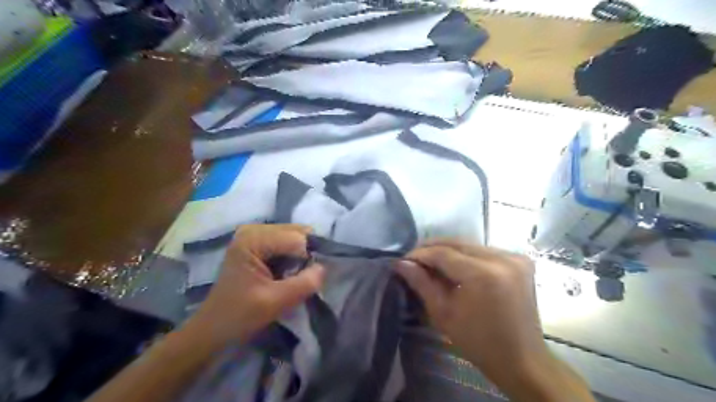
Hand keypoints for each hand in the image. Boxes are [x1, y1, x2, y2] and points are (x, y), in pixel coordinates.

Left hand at [182, 224, 326, 349]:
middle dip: (306, 255)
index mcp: (253, 238)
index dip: (309, 259)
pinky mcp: (258, 244)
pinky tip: (287, 273)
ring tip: (294, 277)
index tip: (310, 279)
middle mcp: (254, 229)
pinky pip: (287, 244)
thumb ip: (304, 283)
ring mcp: (255, 235)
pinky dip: (294, 258)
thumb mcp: (275, 302)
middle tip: (304, 277)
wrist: (213, 329)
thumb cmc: (238, 316)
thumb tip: (324, 268)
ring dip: (301, 257)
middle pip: (297, 233)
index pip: (298, 238)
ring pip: (295, 238)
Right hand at [390, 240, 580, 399]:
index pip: (443, 253)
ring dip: (448, 250)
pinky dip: (466, 255)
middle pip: (458, 243)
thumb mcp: (443, 313)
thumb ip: (422, 283)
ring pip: (470, 245)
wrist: (522, 360)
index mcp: (483, 274)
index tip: (403, 260)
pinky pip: (485, 251)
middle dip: (432, 249)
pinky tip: (454, 265)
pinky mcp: (521, 261)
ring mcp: (515, 257)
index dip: (420, 254)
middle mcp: (502, 258)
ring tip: (430, 262)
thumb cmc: (478, 342)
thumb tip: (401, 263)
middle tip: (413, 258)